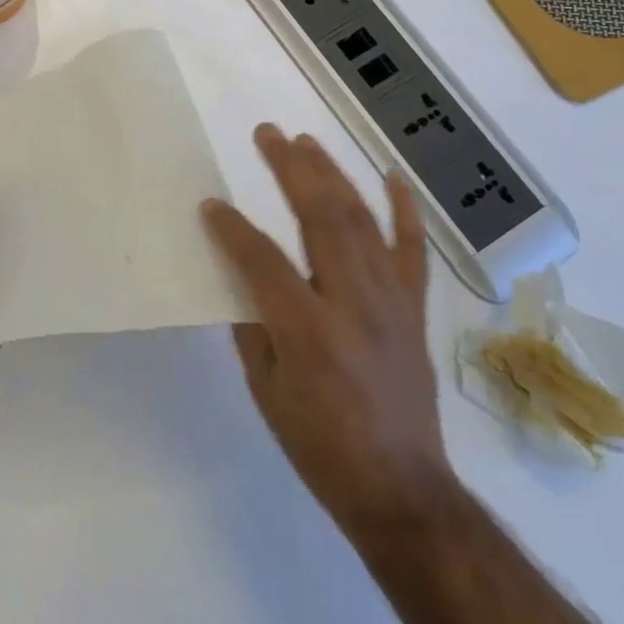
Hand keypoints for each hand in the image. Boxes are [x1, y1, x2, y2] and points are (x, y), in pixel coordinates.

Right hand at [202, 125, 449, 539]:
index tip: (210, 205)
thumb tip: (247, 280)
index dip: (231, 228)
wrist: (400, 488)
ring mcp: (390, 300)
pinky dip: (405, 210)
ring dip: (333, 175)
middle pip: (321, 217)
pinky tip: (392, 177)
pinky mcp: (413, 309)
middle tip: (268, 134)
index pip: (262, 259)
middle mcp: (352, 302)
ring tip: (307, 142)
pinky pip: (412, 250)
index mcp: (307, 328)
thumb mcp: (267, 391)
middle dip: (291, 170)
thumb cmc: (320, 445)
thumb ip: (254, 328)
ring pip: (362, 221)